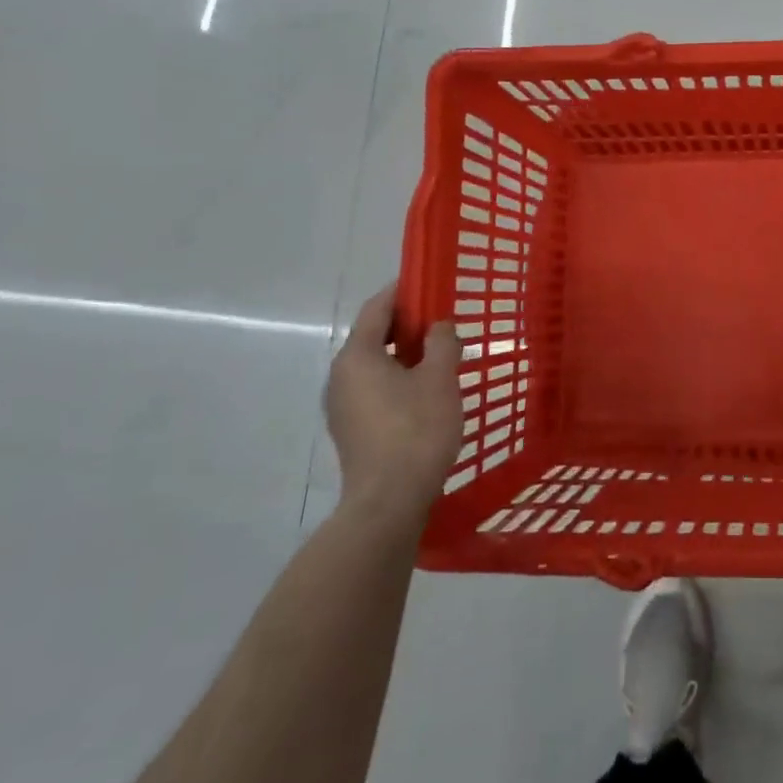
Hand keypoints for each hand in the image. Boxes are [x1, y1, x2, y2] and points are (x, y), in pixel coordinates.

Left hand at [324, 283, 461, 528]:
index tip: (427, 282)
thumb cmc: (416, 430)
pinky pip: (374, 388)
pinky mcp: (351, 429)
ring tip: (439, 355)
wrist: (390, 501)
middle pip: (373, 336)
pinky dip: (397, 378)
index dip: (402, 291)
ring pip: (374, 365)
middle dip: (406, 324)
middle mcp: (340, 376)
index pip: (377, 308)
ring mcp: (341, 405)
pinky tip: (425, 390)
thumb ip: (441, 343)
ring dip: (403, 354)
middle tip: (442, 320)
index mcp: (357, 356)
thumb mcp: (440, 379)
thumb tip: (438, 327)